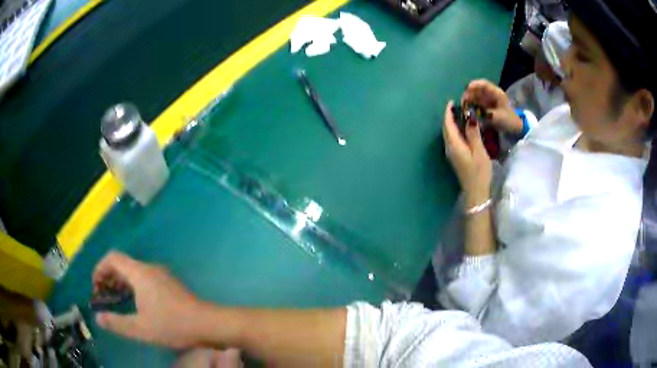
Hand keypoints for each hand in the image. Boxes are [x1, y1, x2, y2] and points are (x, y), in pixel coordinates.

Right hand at [93, 251, 202, 348]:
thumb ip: (116, 323)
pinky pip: (145, 279)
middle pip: (123, 264)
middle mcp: (150, 268)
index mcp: (139, 273)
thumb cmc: (172, 325)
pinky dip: (134, 286)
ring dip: (121, 283)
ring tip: (115, 300)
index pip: (113, 258)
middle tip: (103, 295)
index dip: (100, 268)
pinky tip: (135, 304)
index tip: (95, 286)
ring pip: (134, 272)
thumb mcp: (140, 328)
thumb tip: (98, 318)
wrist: (208, 324)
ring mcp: (162, 275)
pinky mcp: (170, 284)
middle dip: (109, 277)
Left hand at [443, 101, 491, 204]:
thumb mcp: (479, 151)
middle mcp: (449, 148)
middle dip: (449, 116)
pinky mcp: (455, 158)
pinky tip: (463, 129)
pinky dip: (455, 131)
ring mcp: (451, 154)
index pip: (447, 124)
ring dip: (452, 124)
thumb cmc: (479, 172)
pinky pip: (452, 140)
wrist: (476, 192)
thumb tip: (469, 116)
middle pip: (446, 129)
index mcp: (454, 144)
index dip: (448, 112)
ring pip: (448, 134)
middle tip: (457, 106)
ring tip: (460, 115)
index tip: (452, 102)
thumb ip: (473, 133)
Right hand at [462, 79, 522, 134]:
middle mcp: (491, 94)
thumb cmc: (508, 121)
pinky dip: (471, 105)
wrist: (515, 129)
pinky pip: (476, 103)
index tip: (466, 89)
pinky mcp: (485, 106)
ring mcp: (488, 99)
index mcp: (496, 93)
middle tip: (462, 102)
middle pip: (477, 89)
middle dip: (469, 94)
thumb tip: (471, 114)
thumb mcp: (497, 118)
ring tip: (463, 107)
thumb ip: (484, 115)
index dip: (474, 85)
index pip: (484, 84)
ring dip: (468, 100)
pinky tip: (467, 110)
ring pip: (475, 96)